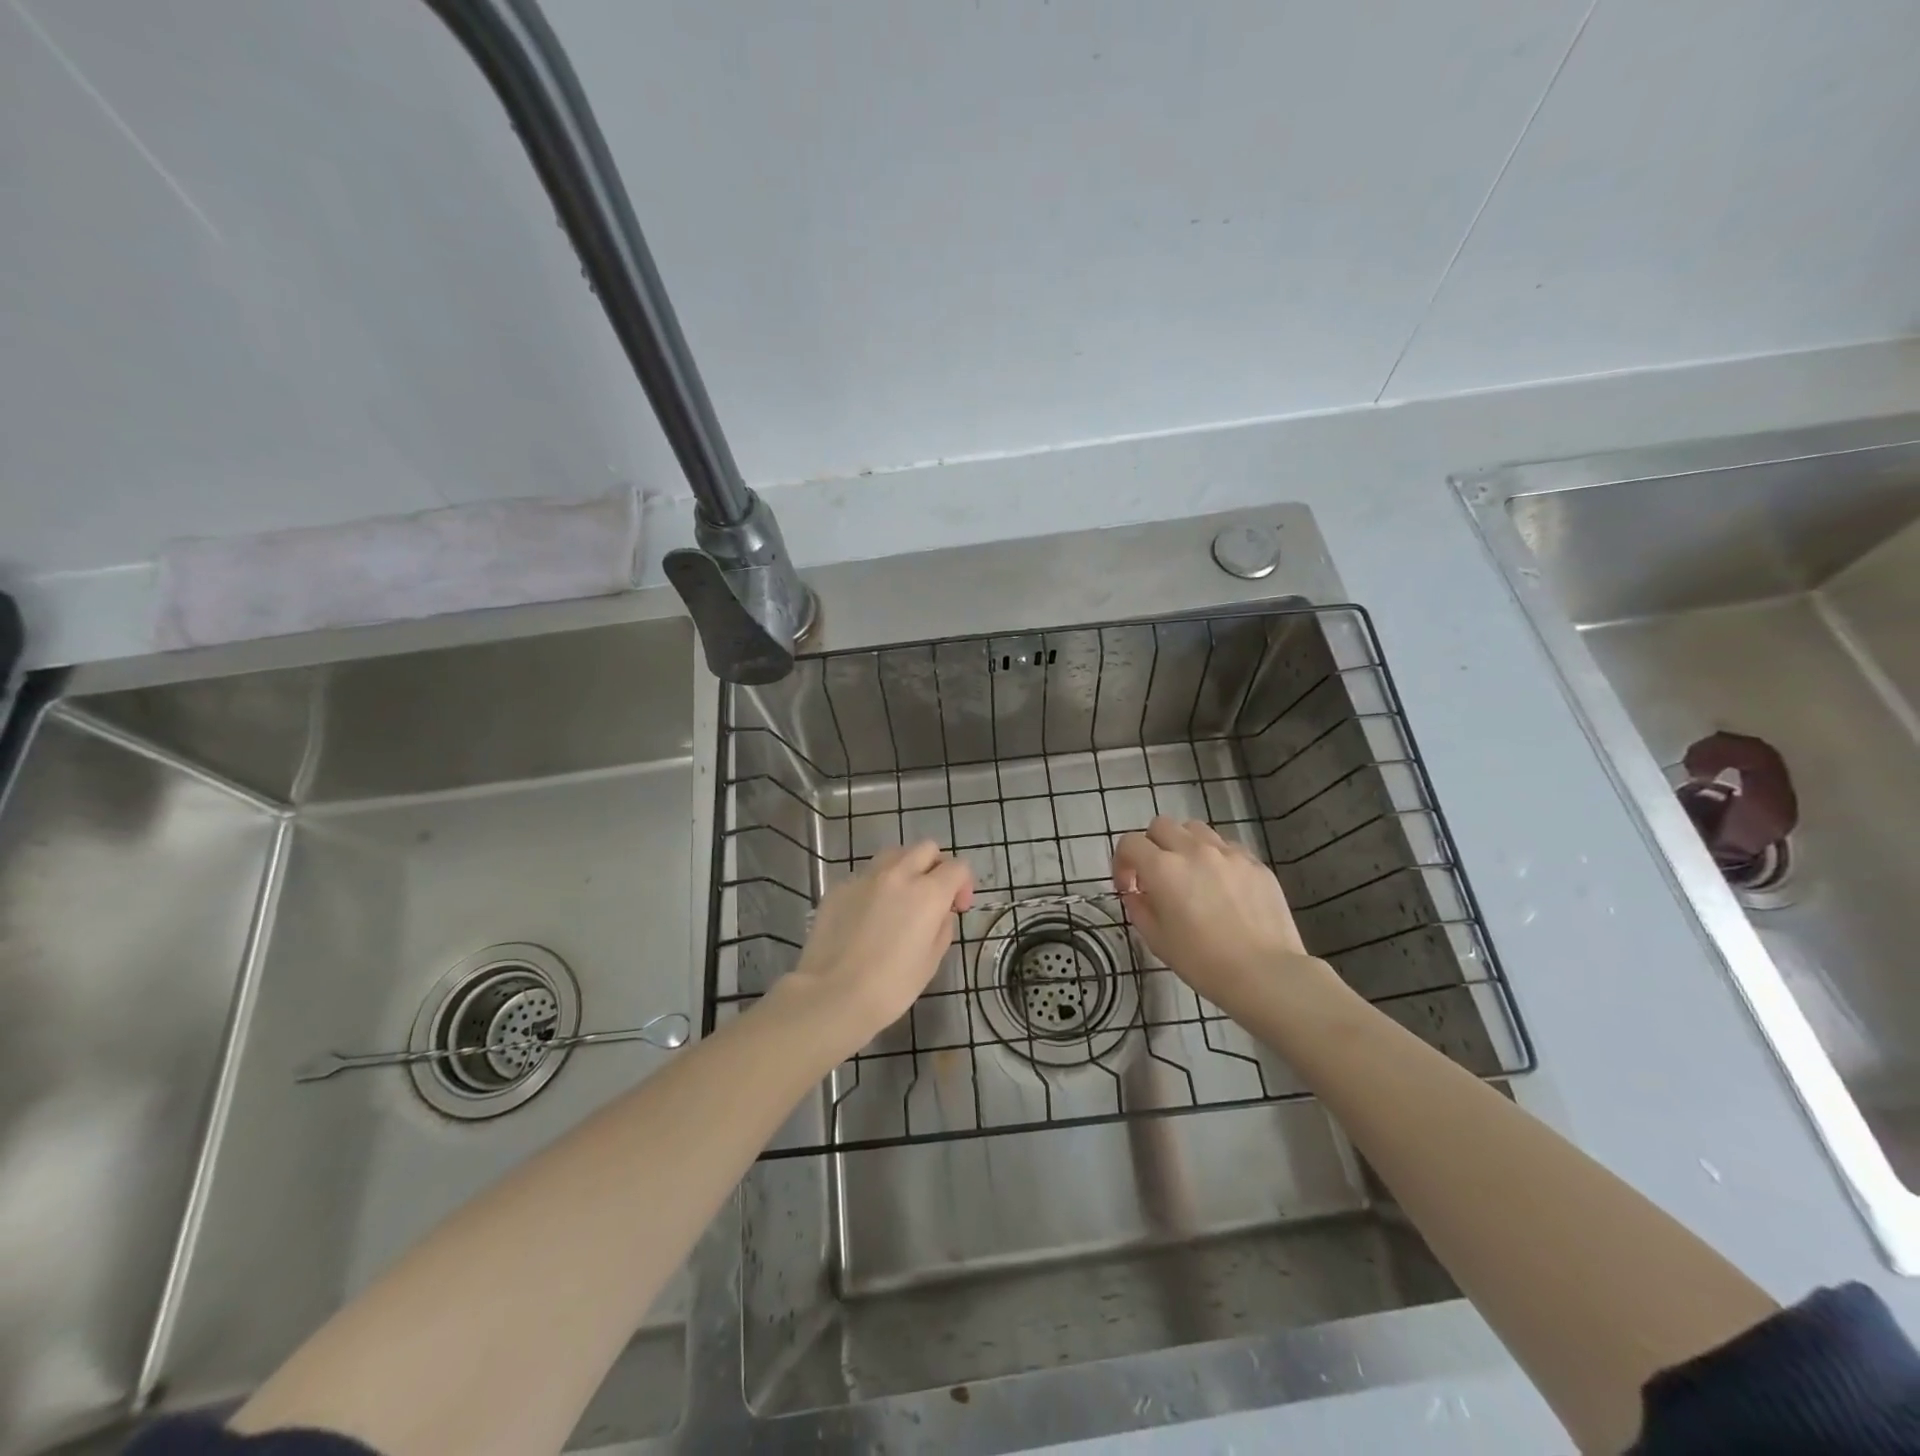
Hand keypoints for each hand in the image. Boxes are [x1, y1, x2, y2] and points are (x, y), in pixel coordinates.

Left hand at [775, 841, 973, 1062]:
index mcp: (928, 893)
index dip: (963, 884)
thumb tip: (939, 913)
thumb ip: (942, 927)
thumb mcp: (931, 961)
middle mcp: (898, 875)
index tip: (957, 908)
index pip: (958, 867)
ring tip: (899, 898)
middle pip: (926, 849)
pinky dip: (875, 886)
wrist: (832, 995)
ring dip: (905, 868)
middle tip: (932, 896)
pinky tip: (867, 916)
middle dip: (935, 867)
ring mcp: (864, 877)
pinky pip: (865, 875)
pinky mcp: (839, 887)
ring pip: (893, 854)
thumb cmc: (890, 987)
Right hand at [1112, 817, 1335, 1020]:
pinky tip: (1222, 885)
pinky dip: (1215, 857)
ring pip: (1195, 829)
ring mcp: (1228, 853)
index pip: (1130, 843)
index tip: (1129, 887)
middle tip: (1157, 876)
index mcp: (1163, 868)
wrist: (1266, 974)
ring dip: (1183, 844)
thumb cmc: (1203, 962)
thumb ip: (1139, 909)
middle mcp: (1193, 850)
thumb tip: (1136, 894)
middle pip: (1161, 825)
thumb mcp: (1157, 940)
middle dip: (1151, 846)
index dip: (1122, 862)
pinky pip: (1227, 846)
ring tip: (1191, 873)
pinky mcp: (1255, 862)